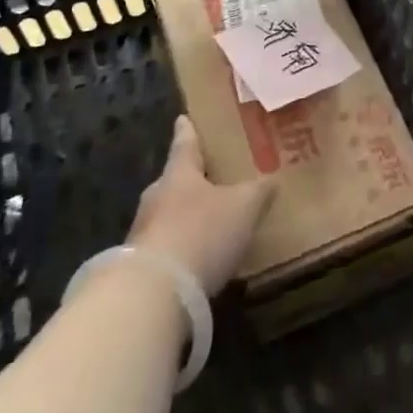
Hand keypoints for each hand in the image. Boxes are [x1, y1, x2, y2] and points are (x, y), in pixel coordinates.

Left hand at [126, 116, 274, 294]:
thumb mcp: (243, 207)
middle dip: (191, 178)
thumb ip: (258, 191)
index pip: (185, 143)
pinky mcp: (140, 267)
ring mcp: (143, 233)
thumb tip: (272, 179)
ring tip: (210, 220)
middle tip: (210, 175)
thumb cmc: (201, 233)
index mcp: (179, 174)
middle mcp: (157, 197)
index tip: (184, 118)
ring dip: (186, 216)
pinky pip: (166, 247)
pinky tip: (199, 259)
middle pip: (175, 181)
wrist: (152, 294)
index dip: (188, 130)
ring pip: (169, 214)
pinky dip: (182, 248)